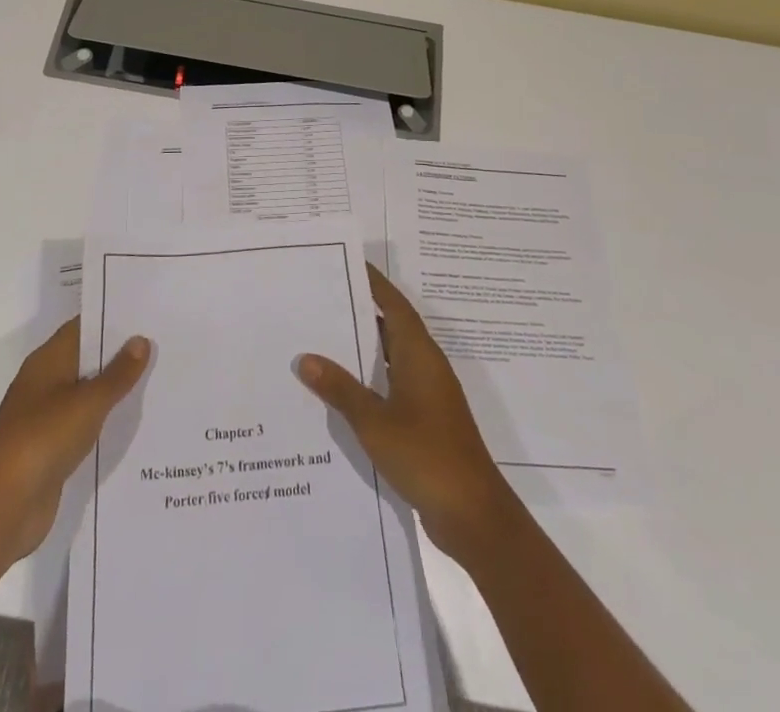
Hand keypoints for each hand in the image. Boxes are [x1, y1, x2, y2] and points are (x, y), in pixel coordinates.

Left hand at [0, 318, 149, 565]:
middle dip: (121, 354)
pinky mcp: (52, 450)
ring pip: (88, 394)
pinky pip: (85, 426)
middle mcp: (46, 383)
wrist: (1, 508)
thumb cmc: (42, 439)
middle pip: (87, 359)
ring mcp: (47, 418)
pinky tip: (136, 423)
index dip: (113, 318)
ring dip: (116, 390)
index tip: (147, 314)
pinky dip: (106, 422)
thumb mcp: (87, 402)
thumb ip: (117, 374)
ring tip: (159, 379)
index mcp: (48, 360)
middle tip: (163, 344)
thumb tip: (141, 340)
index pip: (83, 327)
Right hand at [297, 264, 515, 559]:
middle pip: (392, 327)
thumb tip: (305, 358)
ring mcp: (429, 395)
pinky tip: (341, 391)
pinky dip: (370, 380)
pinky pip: (393, 385)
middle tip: (321, 300)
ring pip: (391, 358)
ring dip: (363, 348)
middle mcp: (426, 366)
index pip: (394, 304)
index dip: (373, 283)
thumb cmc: (426, 455)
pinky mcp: (427, 420)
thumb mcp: (374, 421)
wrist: (473, 515)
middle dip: (361, 312)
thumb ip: (340, 389)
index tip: (347, 264)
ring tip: (322, 339)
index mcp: (419, 354)